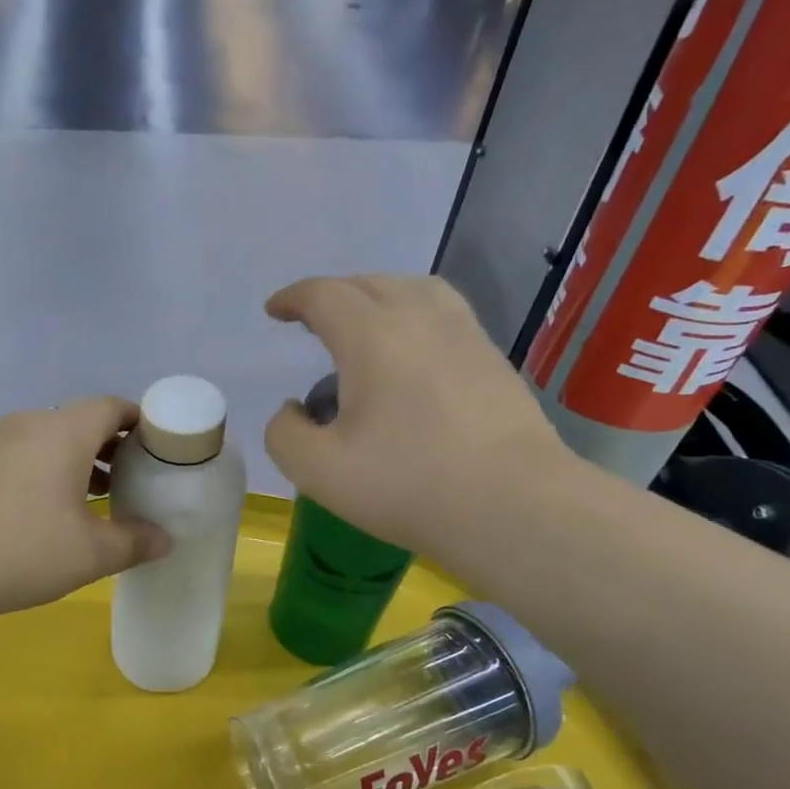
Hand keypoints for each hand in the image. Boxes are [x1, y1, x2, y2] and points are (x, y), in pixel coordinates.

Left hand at [0, 399, 171, 624]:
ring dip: (73, 462)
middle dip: (108, 447)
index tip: (157, 447)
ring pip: (45, 440)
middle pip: (79, 422)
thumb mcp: (90, 553)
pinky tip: (40, 511)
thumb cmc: (23, 549)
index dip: (139, 422)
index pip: (112, 407)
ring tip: (91, 498)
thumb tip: (166, 540)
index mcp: (65, 431)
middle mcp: (28, 423)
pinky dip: (40, 472)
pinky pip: (17, 455)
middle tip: (129, 479)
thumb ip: (134, 542)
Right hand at [263, 275, 575, 562]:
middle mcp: (420, 317)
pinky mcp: (492, 358)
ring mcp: (464, 334)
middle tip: (312, 322)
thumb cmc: (409, 484)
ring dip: (377, 297)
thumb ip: (285, 434)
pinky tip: (412, 354)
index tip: (275, 311)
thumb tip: (294, 410)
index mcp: (372, 334)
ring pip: (413, 290)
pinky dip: (413, 316)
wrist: (514, 505)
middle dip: (332, 295)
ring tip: (364, 326)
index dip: (293, 297)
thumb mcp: (319, 471)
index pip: (324, 295)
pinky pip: (443, 314)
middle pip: (369, 283)